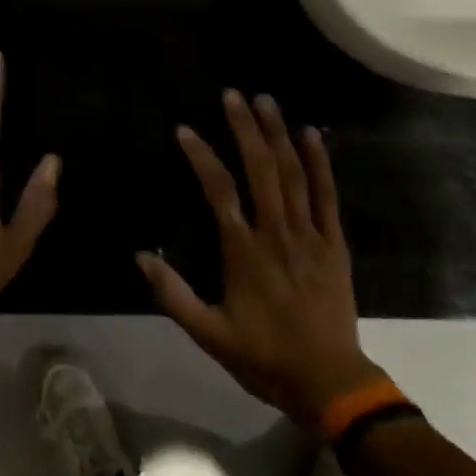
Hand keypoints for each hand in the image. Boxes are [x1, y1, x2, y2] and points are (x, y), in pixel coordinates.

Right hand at [139, 92, 379, 425]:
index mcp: (243, 251)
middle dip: (245, 128)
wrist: (329, 381)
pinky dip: (321, 163)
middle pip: (260, 169)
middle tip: (233, 94)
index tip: (185, 130)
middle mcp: (276, 232)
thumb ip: (173, 295)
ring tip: (266, 100)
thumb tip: (140, 256)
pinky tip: (313, 134)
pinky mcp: (335, 243)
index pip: (218, 190)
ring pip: (294, 174)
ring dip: (279, 134)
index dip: (201, 156)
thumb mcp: (209, 334)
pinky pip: (328, 196)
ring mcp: (310, 235)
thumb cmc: (264, 357)